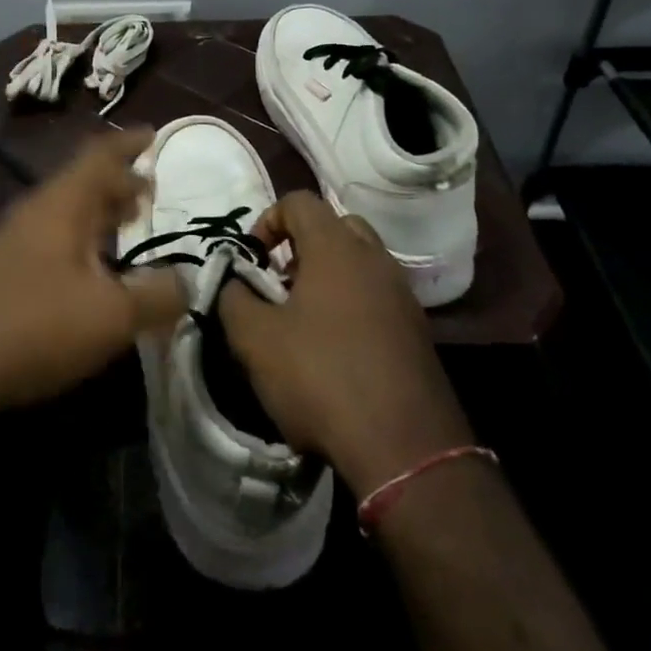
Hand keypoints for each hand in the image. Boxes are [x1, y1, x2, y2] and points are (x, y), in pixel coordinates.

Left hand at [0, 129, 184, 439]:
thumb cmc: (33, 326)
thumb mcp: (111, 315)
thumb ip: (157, 295)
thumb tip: (189, 282)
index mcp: (62, 203)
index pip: (100, 154)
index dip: (129, 143)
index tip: (154, 134)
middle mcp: (35, 212)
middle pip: (82, 183)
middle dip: (118, 183)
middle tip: (150, 193)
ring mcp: (12, 242)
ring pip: (65, 214)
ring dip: (99, 216)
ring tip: (128, 229)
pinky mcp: (0, 274)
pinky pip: (51, 242)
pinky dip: (81, 245)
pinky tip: (93, 277)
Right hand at [221, 192, 473, 494]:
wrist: (405, 448)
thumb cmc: (321, 377)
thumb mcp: (254, 339)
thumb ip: (233, 298)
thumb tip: (233, 283)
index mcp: (336, 247)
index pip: (298, 201)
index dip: (267, 221)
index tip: (252, 261)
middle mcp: (375, 259)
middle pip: (335, 226)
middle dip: (301, 246)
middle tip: (280, 285)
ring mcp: (402, 295)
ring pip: (359, 263)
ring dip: (327, 277)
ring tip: (302, 321)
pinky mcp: (417, 331)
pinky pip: (377, 296)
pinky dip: (352, 305)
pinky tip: (334, 351)